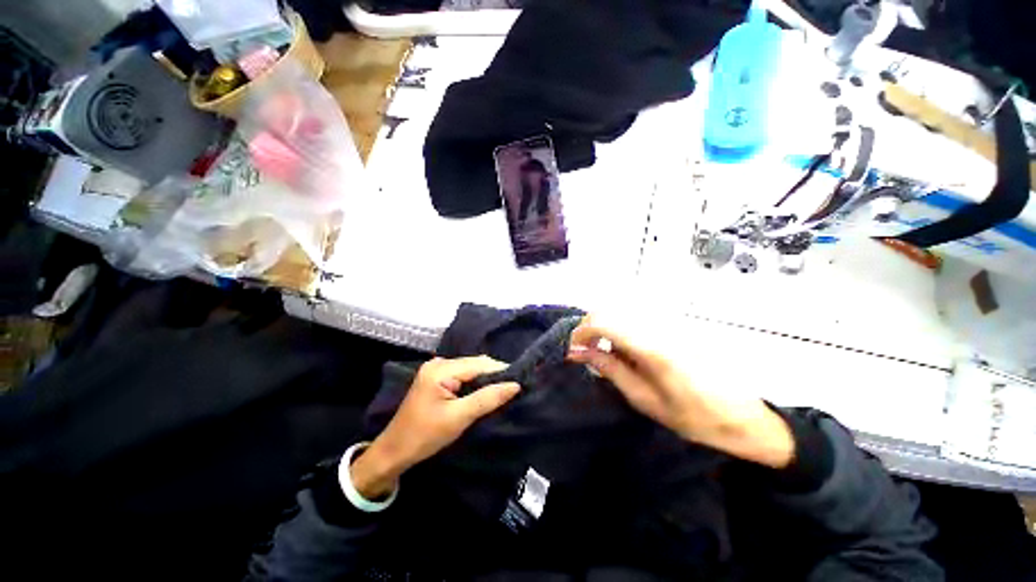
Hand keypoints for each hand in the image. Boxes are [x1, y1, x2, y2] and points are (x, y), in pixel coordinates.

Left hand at [350, 356, 520, 498]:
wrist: (394, 451)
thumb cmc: (425, 435)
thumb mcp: (459, 418)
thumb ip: (487, 399)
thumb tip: (515, 385)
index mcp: (441, 369)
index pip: (479, 364)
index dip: (501, 370)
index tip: (521, 379)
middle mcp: (439, 363)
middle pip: (475, 363)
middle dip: (495, 374)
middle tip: (515, 386)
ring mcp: (436, 369)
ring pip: (471, 369)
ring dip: (486, 378)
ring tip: (505, 388)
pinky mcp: (437, 378)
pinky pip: (463, 374)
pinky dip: (476, 382)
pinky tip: (486, 390)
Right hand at [568, 316, 794, 468]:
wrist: (744, 416)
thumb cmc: (694, 417)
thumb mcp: (644, 399)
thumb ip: (609, 369)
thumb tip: (578, 352)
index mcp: (651, 347)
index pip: (603, 322)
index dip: (581, 332)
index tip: (572, 350)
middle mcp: (657, 326)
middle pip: (608, 310)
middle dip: (589, 328)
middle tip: (584, 353)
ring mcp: (667, 322)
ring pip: (620, 311)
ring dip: (604, 328)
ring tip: (604, 354)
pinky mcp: (673, 324)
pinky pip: (635, 317)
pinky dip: (620, 329)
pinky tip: (626, 351)